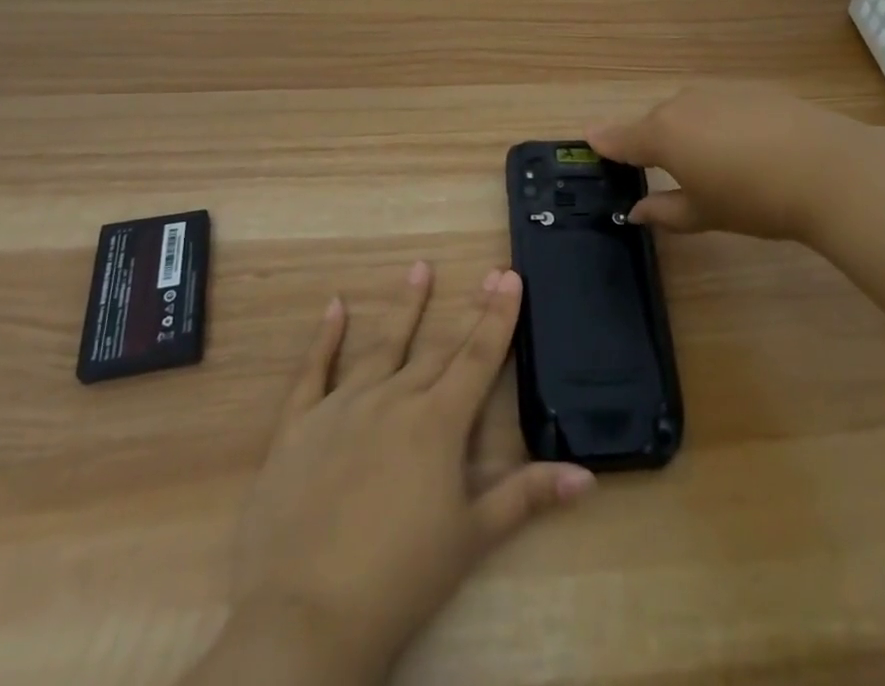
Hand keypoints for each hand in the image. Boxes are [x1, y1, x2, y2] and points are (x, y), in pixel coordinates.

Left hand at [204, 264, 594, 685]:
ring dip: (405, 306)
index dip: (498, 316)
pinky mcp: (298, 424)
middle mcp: (394, 398)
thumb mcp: (471, 538)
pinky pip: (313, 371)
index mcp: (438, 422)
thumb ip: (525, 496)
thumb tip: (586, 475)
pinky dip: (325, 337)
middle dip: (467, 309)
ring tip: (420, 268)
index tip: (510, 276)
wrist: (305, 616)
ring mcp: (342, 406)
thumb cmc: (400, 579)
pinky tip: (334, 305)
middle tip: (486, 273)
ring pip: (382, 345)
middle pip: (439, 346)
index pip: (478, 357)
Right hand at [589, 80, 869, 242]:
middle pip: (656, 122)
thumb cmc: (755, 199)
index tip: (592, 143)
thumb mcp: (705, 213)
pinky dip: (720, 121)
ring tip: (715, 162)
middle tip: (670, 172)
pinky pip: (721, 104)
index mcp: (663, 133)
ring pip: (689, 110)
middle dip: (655, 143)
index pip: (621, 138)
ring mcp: (720, 91)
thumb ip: (665, 211)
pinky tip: (747, 146)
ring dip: (690, 130)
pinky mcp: (753, 88)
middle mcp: (683, 103)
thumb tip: (636, 211)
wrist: (829, 169)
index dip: (605, 143)